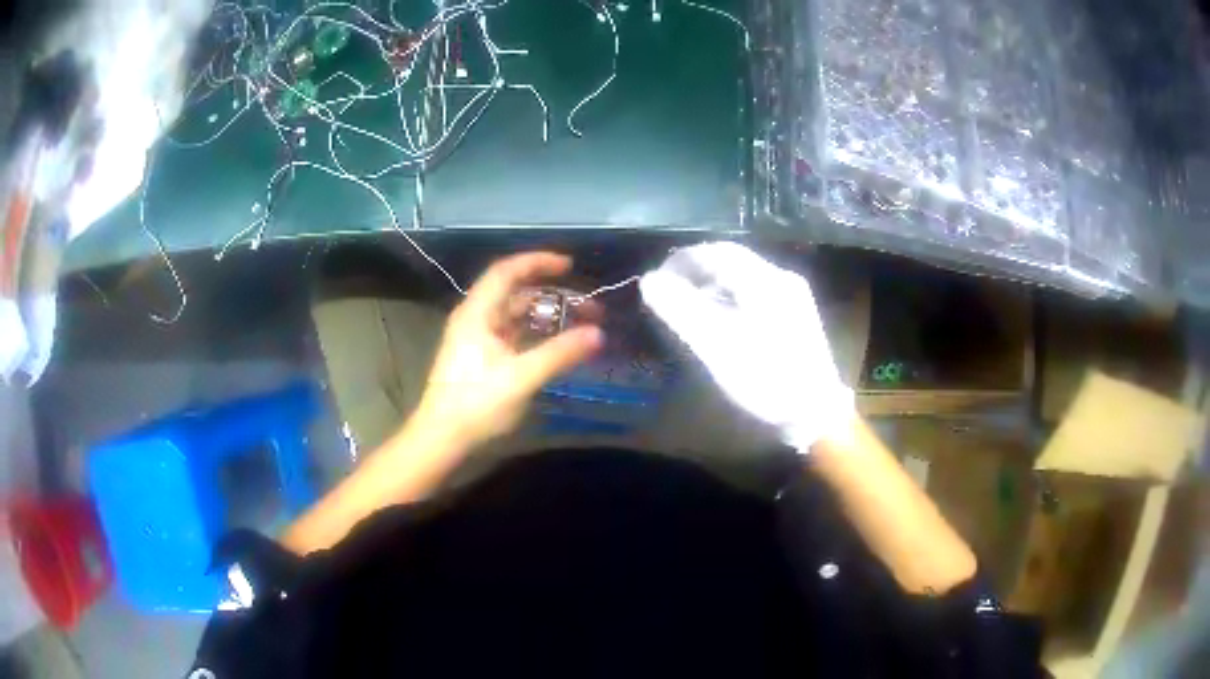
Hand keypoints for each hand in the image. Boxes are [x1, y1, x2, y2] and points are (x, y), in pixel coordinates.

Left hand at [415, 252, 603, 448]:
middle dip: (553, 294)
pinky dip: (536, 333)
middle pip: (516, 293)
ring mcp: (477, 338)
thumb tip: (597, 333)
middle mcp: (476, 318)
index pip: (507, 271)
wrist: (442, 437)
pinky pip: (513, 333)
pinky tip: (557, 345)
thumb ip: (559, 353)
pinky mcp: (481, 357)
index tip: (570, 266)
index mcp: (478, 313)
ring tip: (580, 324)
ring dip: (547, 315)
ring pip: (516, 314)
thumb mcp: (521, 378)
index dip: (538, 262)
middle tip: (588, 305)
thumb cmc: (476, 403)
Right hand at [640, 242, 852, 451]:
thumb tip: (649, 279)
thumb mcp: (716, 346)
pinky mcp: (796, 317)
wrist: (816, 415)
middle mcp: (782, 278)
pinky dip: (729, 298)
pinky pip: (754, 294)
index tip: (656, 279)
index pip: (716, 251)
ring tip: (687, 305)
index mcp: (765, 280)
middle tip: (668, 291)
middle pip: (731, 261)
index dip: (681, 260)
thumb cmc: (765, 379)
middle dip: (695, 271)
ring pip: (743, 277)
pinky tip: (720, 319)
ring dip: (712, 284)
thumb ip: (681, 309)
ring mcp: (793, 297)